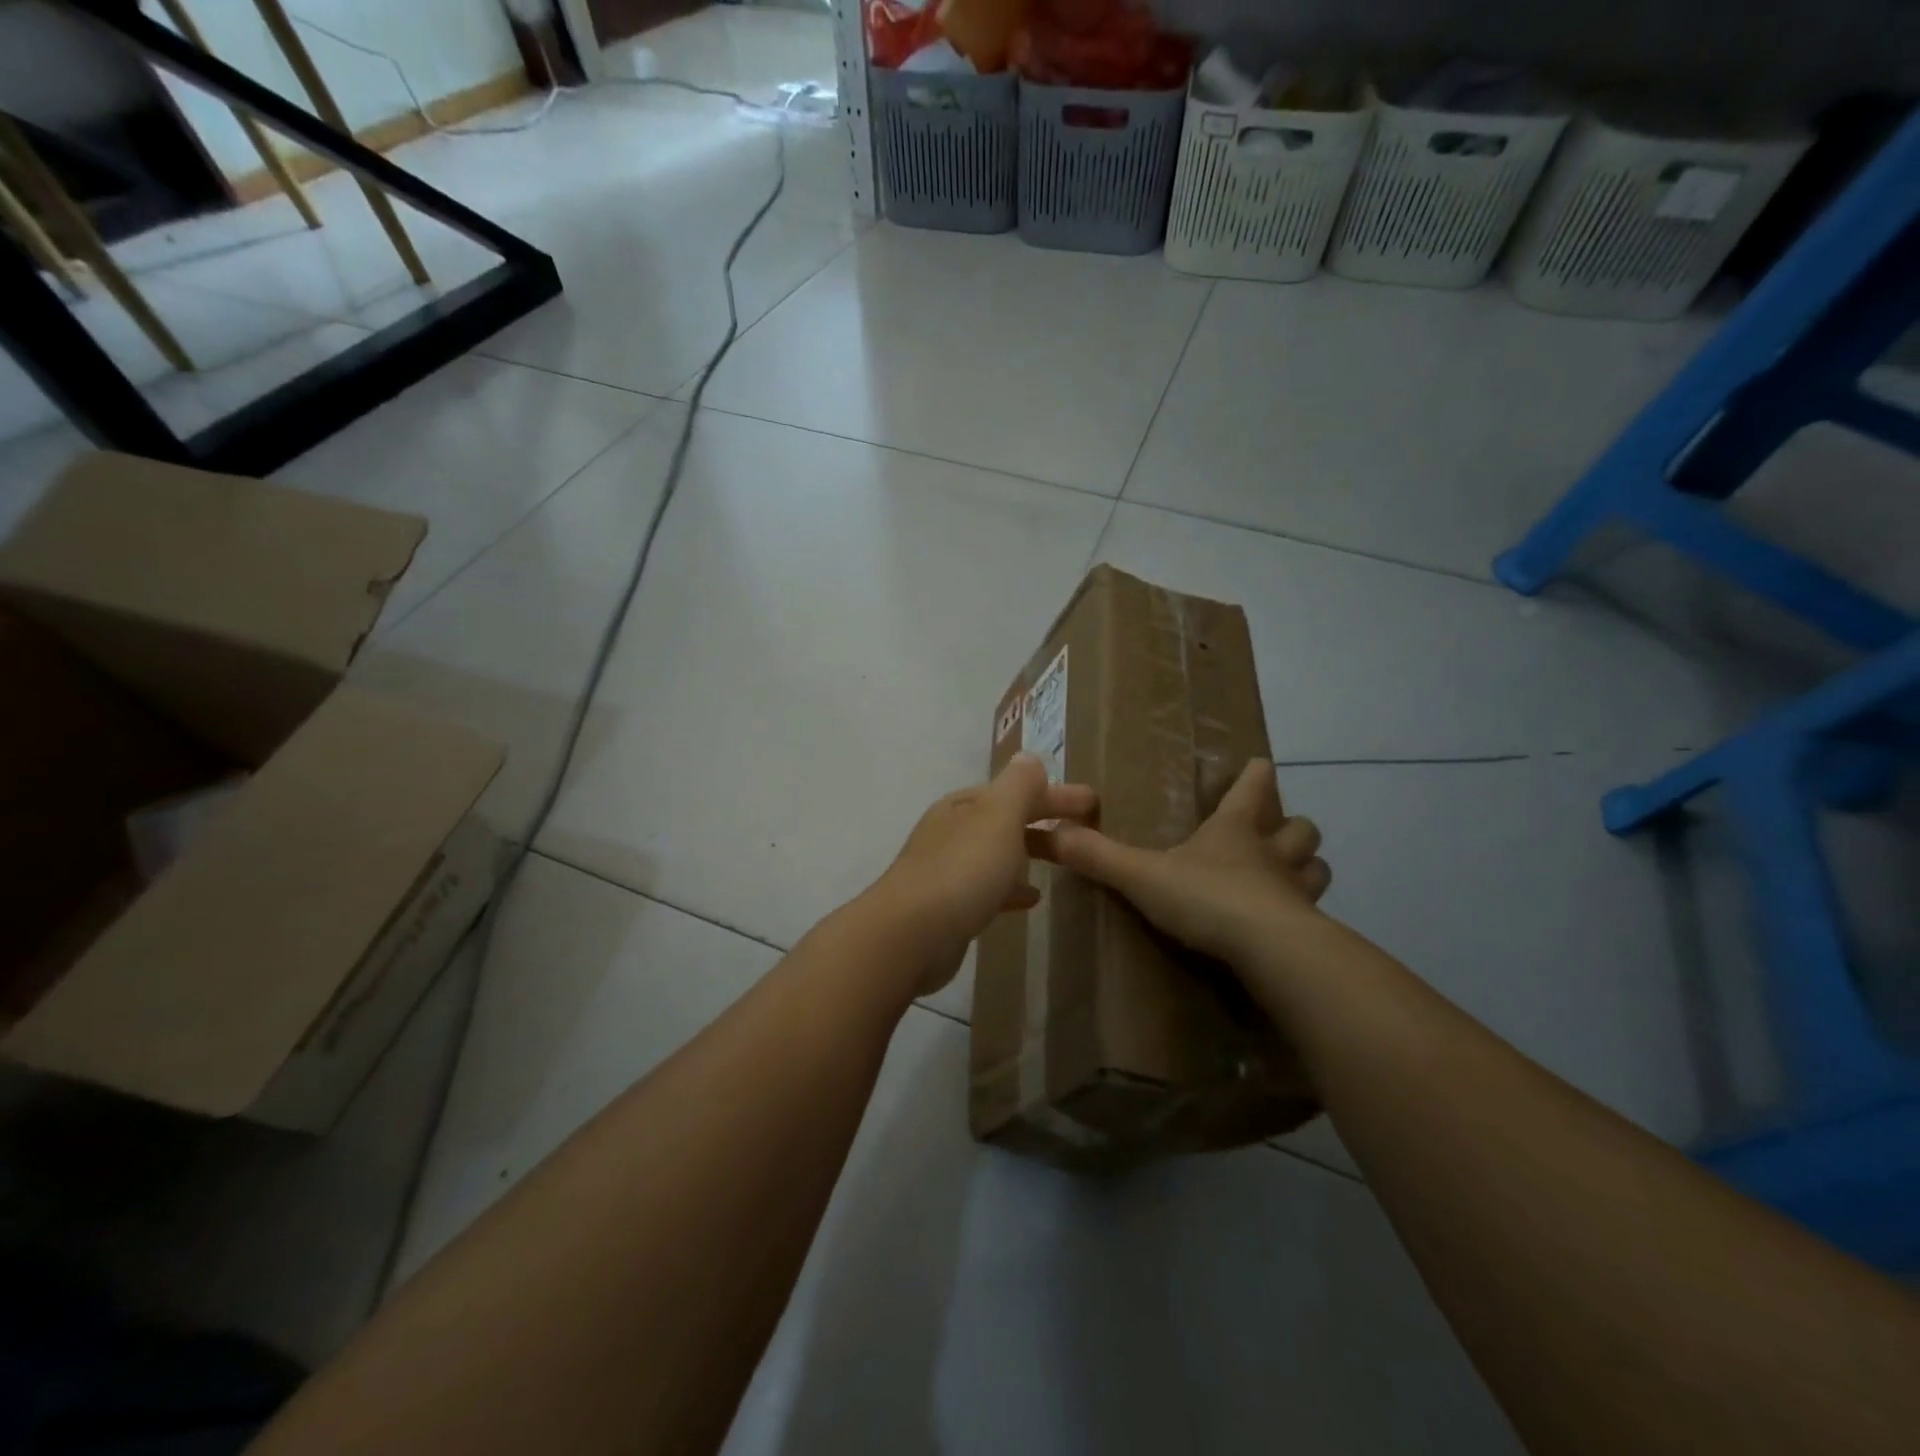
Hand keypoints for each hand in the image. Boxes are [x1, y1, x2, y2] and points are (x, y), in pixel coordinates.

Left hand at [872, 753, 1097, 992]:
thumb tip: (1029, 757)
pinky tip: (1032, 899)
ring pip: (997, 852)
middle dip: (1043, 820)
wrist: (910, 934)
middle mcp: (952, 831)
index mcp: (964, 805)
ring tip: (1063, 861)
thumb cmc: (962, 869)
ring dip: (1028, 852)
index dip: (1054, 793)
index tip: (1092, 803)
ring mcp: (947, 869)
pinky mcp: (949, 906)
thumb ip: (1018, 786)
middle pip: (1005, 819)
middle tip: (1085, 831)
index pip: (1015, 790)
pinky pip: (989, 888)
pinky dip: (1011, 887)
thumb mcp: (998, 817)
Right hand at [1037, 758, 1328, 968]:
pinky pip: (1316, 915)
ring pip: (1316, 868)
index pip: (1254, 787)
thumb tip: (1052, 833)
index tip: (1258, 765)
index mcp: (1235, 829)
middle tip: (1276, 833)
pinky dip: (1307, 915)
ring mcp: (1298, 892)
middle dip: (1292, 826)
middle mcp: (1273, 854)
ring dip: (1306, 867)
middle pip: (1301, 828)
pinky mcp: (1310, 931)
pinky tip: (1290, 927)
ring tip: (1289, 877)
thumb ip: (1098, 856)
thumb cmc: (1207, 897)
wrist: (1269, 950)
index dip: (1256, 774)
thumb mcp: (1142, 875)